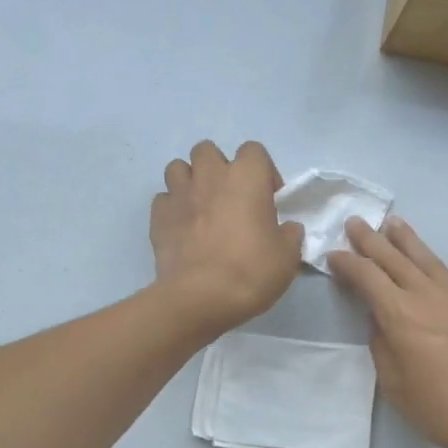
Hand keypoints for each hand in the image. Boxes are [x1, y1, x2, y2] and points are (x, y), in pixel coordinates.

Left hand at [150, 140, 303, 335]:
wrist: (200, 297)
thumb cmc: (250, 271)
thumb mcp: (287, 257)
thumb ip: (290, 235)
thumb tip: (287, 228)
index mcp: (246, 177)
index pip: (254, 150)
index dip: (262, 172)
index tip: (267, 199)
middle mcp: (210, 176)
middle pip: (208, 150)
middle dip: (217, 168)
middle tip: (229, 198)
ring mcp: (179, 194)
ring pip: (178, 168)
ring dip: (189, 182)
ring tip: (200, 208)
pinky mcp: (158, 216)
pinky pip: (163, 200)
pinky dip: (172, 208)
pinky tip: (181, 228)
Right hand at [328, 216, 447, 447]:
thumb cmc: (445, 410)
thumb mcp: (396, 387)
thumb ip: (383, 348)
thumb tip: (379, 322)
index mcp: (400, 315)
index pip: (366, 277)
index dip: (347, 263)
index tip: (333, 255)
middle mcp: (429, 296)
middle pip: (394, 260)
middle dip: (371, 240)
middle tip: (356, 222)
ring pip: (430, 259)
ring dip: (409, 239)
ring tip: (394, 222)